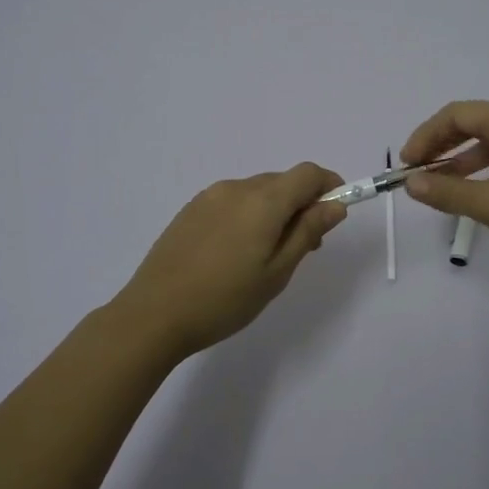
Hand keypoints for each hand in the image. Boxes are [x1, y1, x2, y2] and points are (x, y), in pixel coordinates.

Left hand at [109, 163, 347, 363]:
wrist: (153, 314)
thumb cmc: (225, 299)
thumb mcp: (277, 272)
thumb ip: (307, 233)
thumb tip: (334, 205)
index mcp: (263, 200)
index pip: (308, 173)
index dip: (329, 185)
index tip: (336, 211)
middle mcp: (237, 188)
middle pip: (282, 182)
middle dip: (302, 204)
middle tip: (305, 246)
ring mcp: (209, 196)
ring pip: (256, 192)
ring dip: (274, 210)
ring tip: (267, 254)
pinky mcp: (190, 209)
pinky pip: (232, 201)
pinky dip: (248, 215)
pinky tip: (236, 252)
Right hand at [400, 101, 488, 272]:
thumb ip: (447, 192)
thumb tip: (411, 183)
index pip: (457, 114)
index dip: (426, 135)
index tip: (407, 164)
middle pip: (473, 122)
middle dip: (440, 145)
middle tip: (417, 172)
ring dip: (461, 158)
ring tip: (439, 184)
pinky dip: (484, 167)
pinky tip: (476, 189)